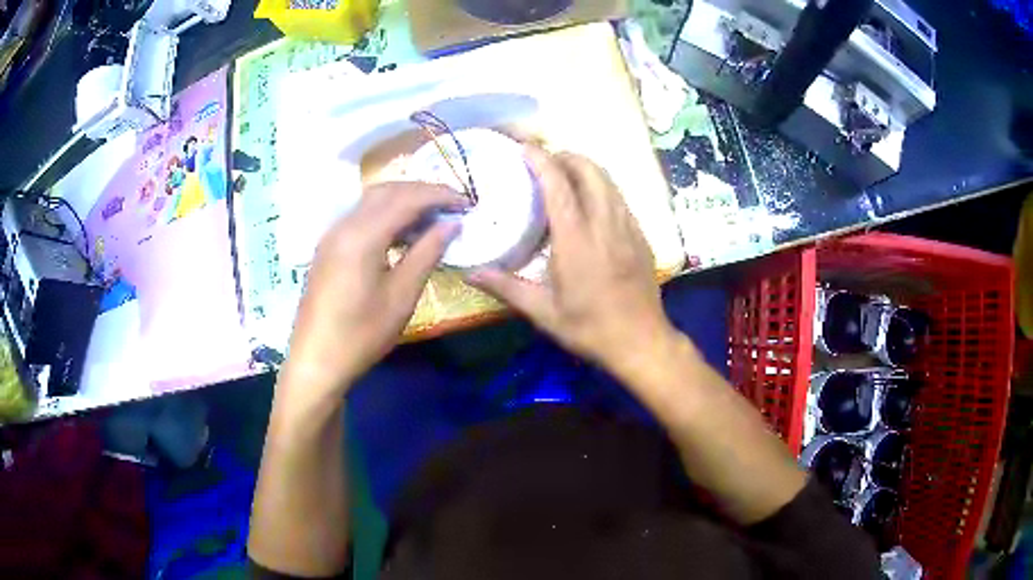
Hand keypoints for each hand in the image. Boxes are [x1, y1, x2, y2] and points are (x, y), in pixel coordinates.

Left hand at [284, 182, 465, 398]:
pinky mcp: (328, 247)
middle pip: (387, 191)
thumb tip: (451, 224)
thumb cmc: (362, 334)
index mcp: (362, 235)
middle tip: (452, 206)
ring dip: (403, 201)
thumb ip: (427, 253)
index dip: (439, 195)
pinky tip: (402, 234)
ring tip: (432, 218)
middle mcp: (344, 225)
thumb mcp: (402, 296)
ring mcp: (332, 235)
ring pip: (372, 201)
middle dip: (422, 192)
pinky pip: (361, 217)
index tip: (467, 202)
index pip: (406, 198)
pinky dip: (386, 215)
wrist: (316, 361)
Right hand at [470, 147, 677, 379]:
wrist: (641, 342)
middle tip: (545, 161)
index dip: (541, 160)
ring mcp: (628, 228)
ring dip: (586, 169)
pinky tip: (590, 204)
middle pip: (590, 171)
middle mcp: (605, 224)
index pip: (559, 186)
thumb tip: (470, 273)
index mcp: (577, 240)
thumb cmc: (589, 329)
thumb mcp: (543, 313)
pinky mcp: (641, 236)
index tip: (525, 148)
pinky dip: (602, 188)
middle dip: (567, 156)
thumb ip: (506, 287)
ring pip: (609, 181)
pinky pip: (620, 198)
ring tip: (565, 175)